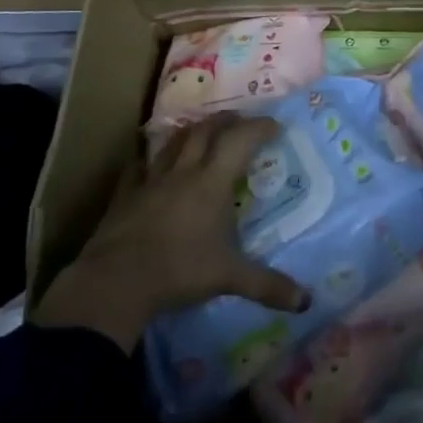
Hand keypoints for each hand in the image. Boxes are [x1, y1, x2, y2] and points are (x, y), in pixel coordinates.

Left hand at [31, 113, 309, 350]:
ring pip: (174, 142)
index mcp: (212, 182)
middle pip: (206, 130)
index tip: (275, 125)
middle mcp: (184, 172)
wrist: (116, 281)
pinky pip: (138, 167)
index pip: (240, 140)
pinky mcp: (125, 194)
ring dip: (191, 131)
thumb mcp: (229, 277)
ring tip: (202, 130)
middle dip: (226, 120)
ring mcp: (151, 180)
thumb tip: (307, 301)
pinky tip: (149, 162)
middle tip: (239, 120)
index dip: (259, 127)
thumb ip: (267, 285)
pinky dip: (148, 160)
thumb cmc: (179, 271)